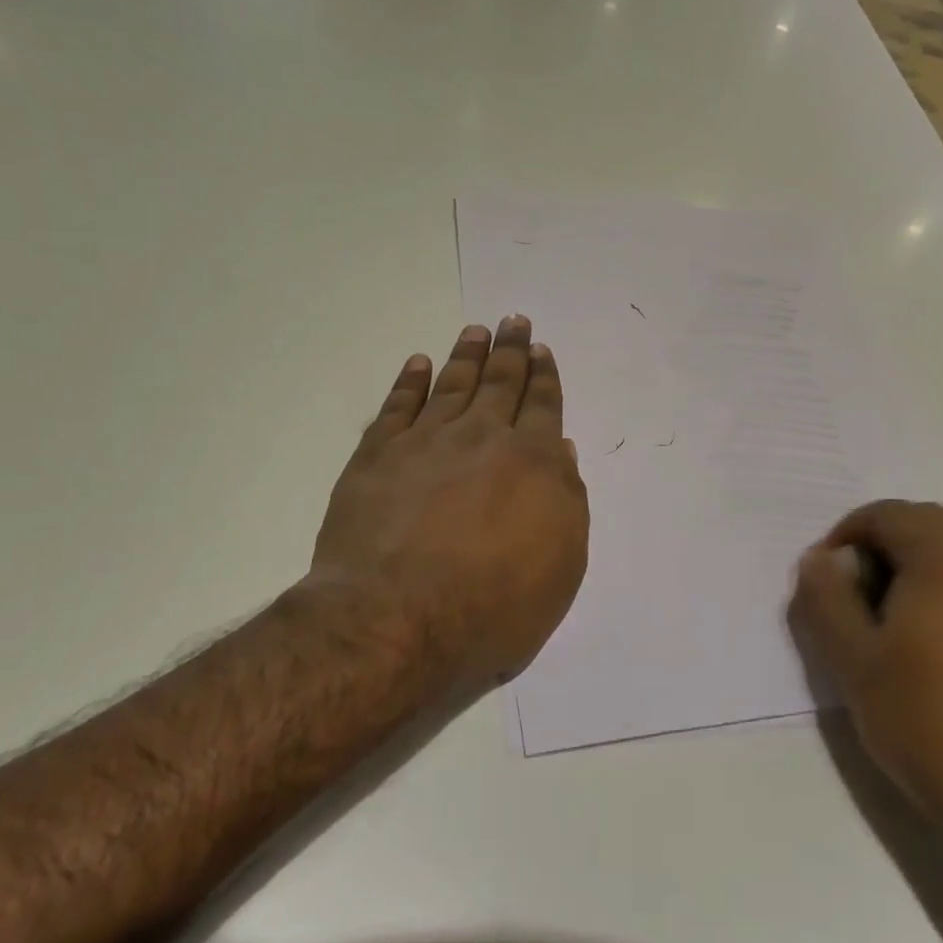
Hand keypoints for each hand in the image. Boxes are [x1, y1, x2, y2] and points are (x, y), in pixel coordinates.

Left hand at [312, 316, 589, 695]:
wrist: (397, 621)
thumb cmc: (494, 606)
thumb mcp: (561, 566)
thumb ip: (566, 502)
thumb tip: (560, 452)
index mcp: (534, 463)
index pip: (543, 407)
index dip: (544, 377)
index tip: (540, 351)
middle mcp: (482, 439)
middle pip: (500, 383)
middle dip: (511, 351)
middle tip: (514, 321)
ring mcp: (425, 443)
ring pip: (452, 385)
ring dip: (466, 355)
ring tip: (476, 330)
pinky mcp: (376, 457)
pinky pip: (397, 407)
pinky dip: (410, 383)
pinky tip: (419, 365)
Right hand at [788, 501, 942, 871]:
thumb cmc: (927, 721)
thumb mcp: (853, 659)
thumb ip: (825, 597)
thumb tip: (817, 559)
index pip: (882, 514)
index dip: (842, 541)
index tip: (824, 589)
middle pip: (918, 523)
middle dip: (875, 552)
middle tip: (850, 605)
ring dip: (907, 569)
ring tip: (883, 626)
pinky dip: (939, 586)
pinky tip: (925, 642)